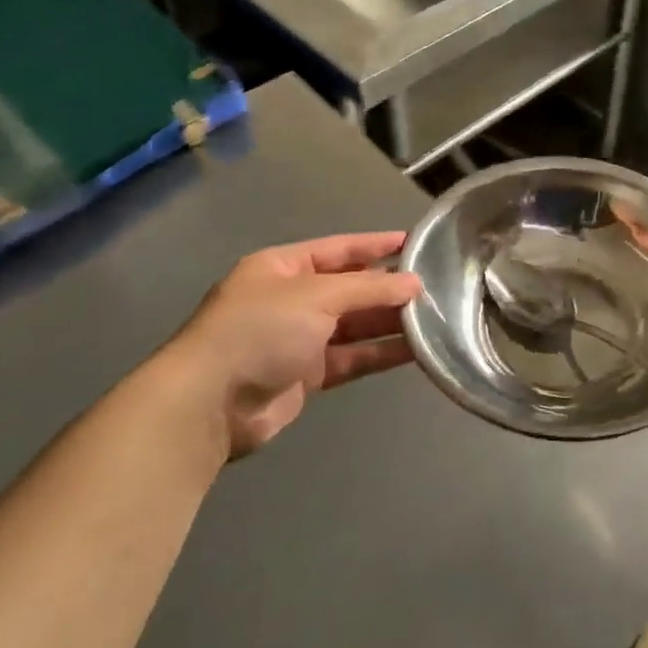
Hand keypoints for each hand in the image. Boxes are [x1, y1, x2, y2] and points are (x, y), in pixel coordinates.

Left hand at [165, 233, 421, 458]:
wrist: (211, 404)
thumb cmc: (259, 331)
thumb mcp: (316, 296)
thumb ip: (369, 288)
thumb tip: (414, 284)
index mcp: (283, 267)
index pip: (340, 249)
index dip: (376, 245)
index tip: (417, 243)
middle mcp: (291, 299)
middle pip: (350, 288)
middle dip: (389, 287)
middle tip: (436, 286)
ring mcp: (298, 338)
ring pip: (355, 325)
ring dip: (390, 322)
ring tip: (435, 317)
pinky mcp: (307, 375)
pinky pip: (353, 357)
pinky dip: (381, 353)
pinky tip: (416, 349)